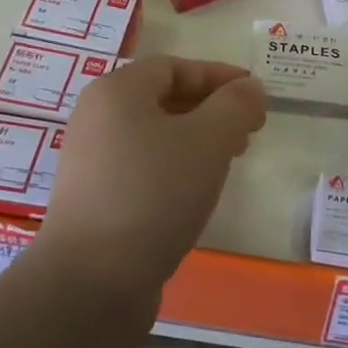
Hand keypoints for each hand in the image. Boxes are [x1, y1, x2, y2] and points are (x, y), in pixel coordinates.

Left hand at [37, 57, 266, 300]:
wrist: (92, 280)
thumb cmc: (154, 193)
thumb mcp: (208, 140)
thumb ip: (236, 106)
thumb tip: (250, 88)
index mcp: (117, 91)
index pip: (175, 67)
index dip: (219, 76)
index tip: (256, 95)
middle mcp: (97, 118)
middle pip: (163, 98)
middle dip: (212, 109)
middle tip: (249, 130)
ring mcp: (91, 161)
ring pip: (155, 135)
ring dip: (197, 140)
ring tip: (230, 160)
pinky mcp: (94, 199)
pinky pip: (143, 166)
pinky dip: (176, 167)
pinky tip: (196, 192)